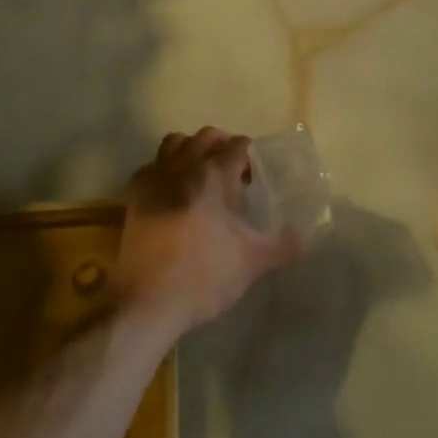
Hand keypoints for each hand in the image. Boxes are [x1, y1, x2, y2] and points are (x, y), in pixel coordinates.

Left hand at [117, 128, 303, 338]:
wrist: (150, 301)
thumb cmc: (205, 276)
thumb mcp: (253, 262)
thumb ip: (283, 245)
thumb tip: (303, 237)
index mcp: (214, 175)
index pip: (238, 146)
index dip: (250, 155)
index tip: (256, 174)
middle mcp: (183, 166)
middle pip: (206, 136)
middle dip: (223, 145)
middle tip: (233, 170)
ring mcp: (155, 178)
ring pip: (175, 143)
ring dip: (191, 149)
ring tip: (201, 173)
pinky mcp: (134, 195)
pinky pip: (152, 166)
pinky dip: (164, 169)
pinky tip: (172, 192)